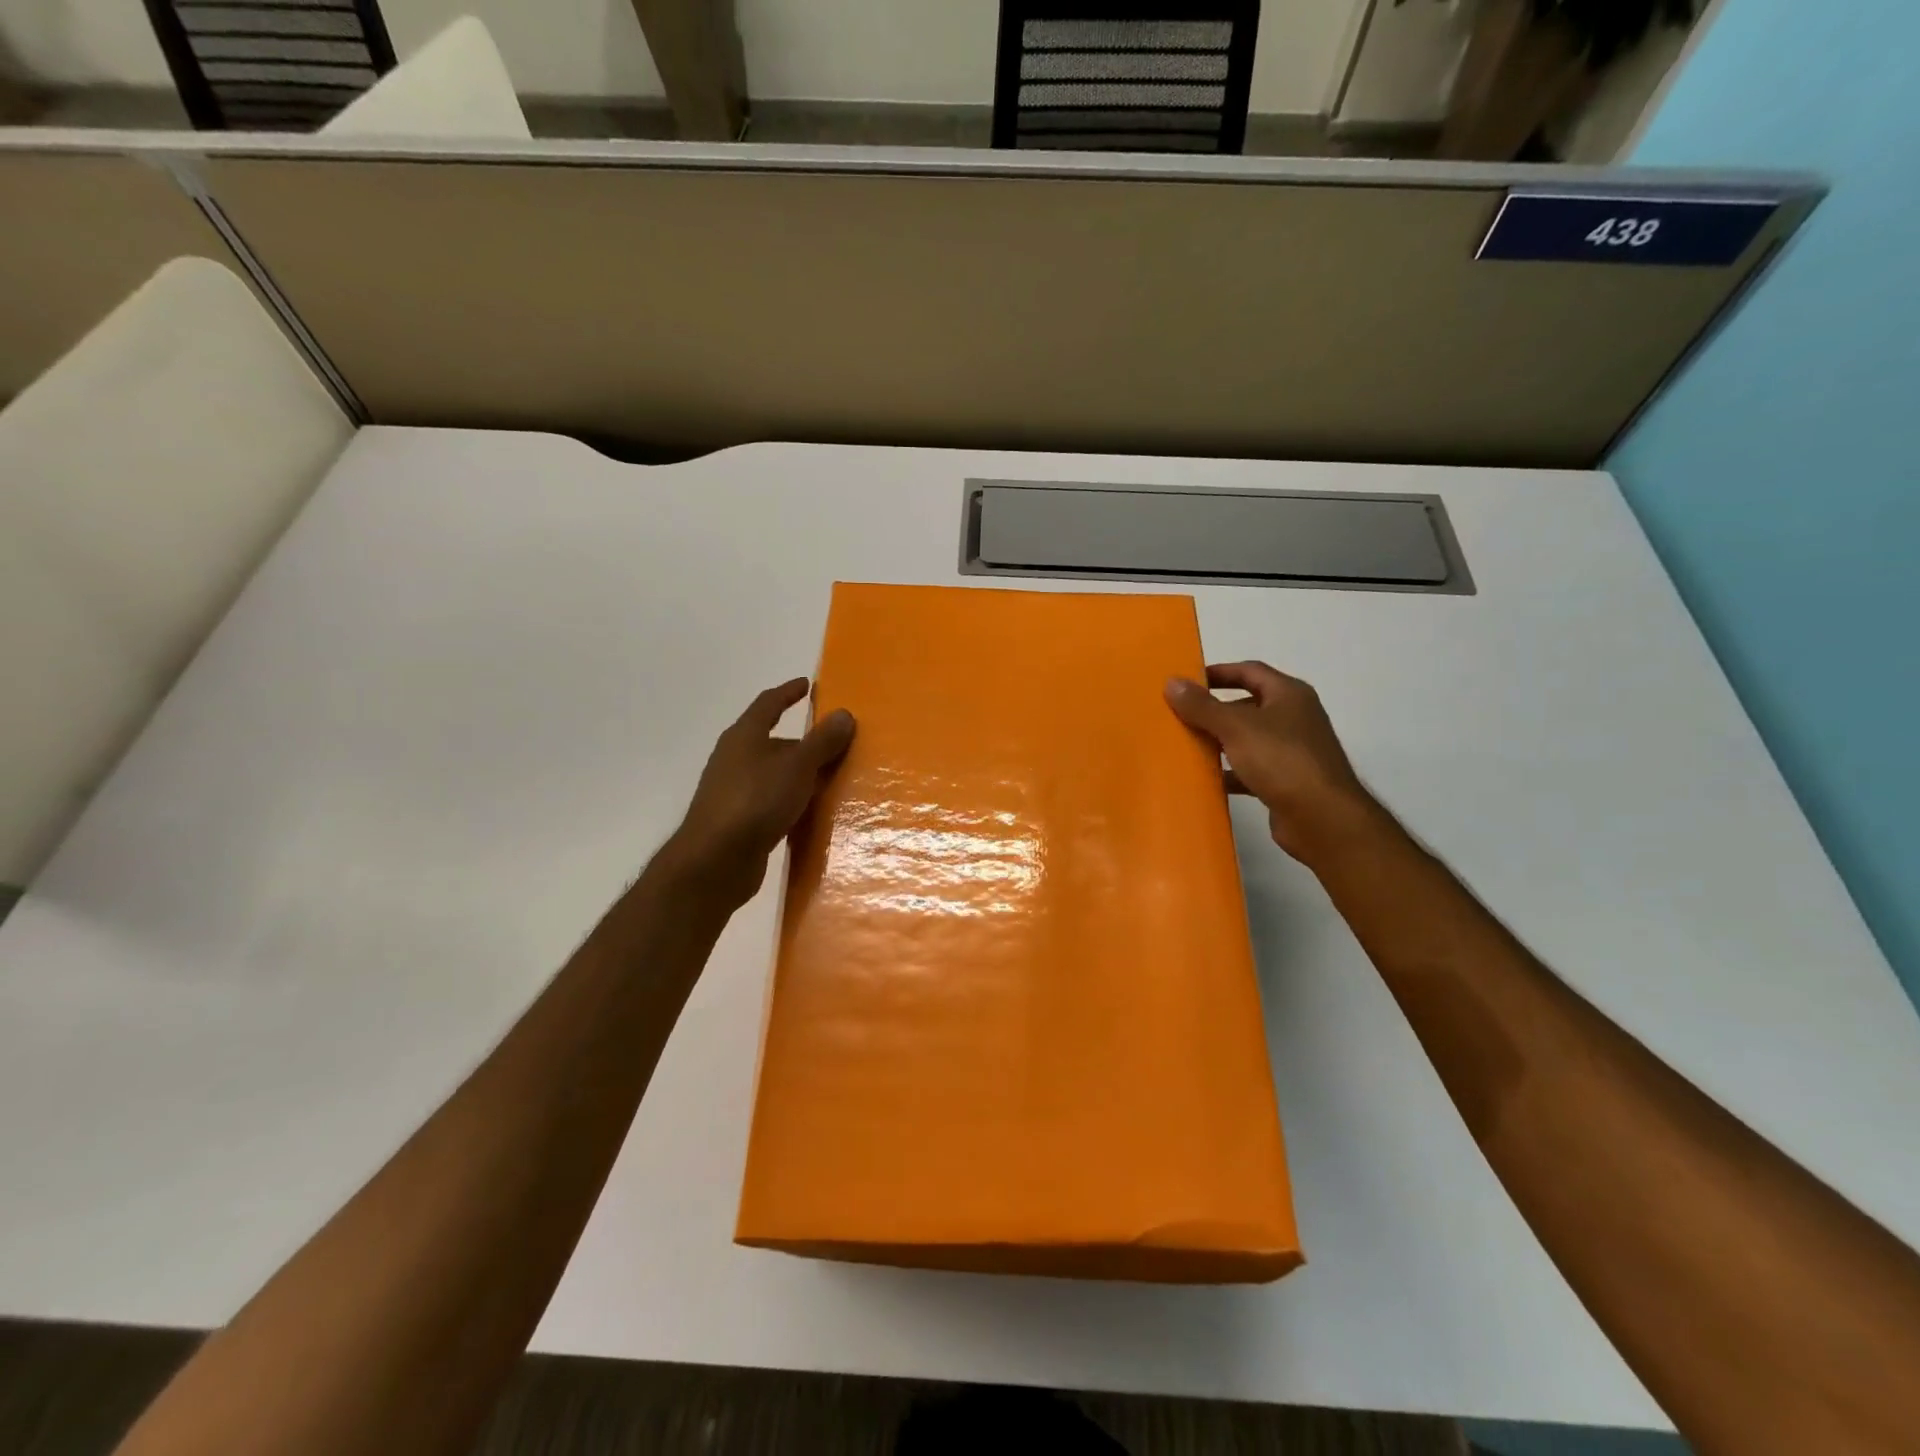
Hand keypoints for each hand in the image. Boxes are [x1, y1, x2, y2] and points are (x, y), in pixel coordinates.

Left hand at [662, 678, 855, 908]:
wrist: (715, 860)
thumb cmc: (756, 800)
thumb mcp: (797, 766)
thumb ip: (822, 741)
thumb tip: (844, 714)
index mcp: (744, 736)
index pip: (768, 703)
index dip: (788, 692)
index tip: (807, 685)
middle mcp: (735, 758)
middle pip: (772, 741)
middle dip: (802, 741)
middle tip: (834, 742)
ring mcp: (734, 791)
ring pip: (773, 773)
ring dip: (799, 774)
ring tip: (831, 778)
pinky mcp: (738, 820)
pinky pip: (772, 801)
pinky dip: (792, 800)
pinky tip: (811, 811)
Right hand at [1165, 662, 1375, 863]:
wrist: (1322, 818)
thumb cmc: (1282, 760)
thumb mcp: (1236, 727)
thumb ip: (1202, 706)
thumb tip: (1172, 682)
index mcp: (1289, 695)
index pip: (1250, 671)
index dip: (1218, 672)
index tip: (1187, 681)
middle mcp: (1294, 718)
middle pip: (1247, 705)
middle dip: (1214, 710)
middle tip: (1179, 714)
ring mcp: (1292, 751)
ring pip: (1247, 739)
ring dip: (1219, 741)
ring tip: (1186, 745)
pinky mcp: (1286, 782)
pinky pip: (1251, 770)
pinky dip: (1230, 772)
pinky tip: (1206, 779)